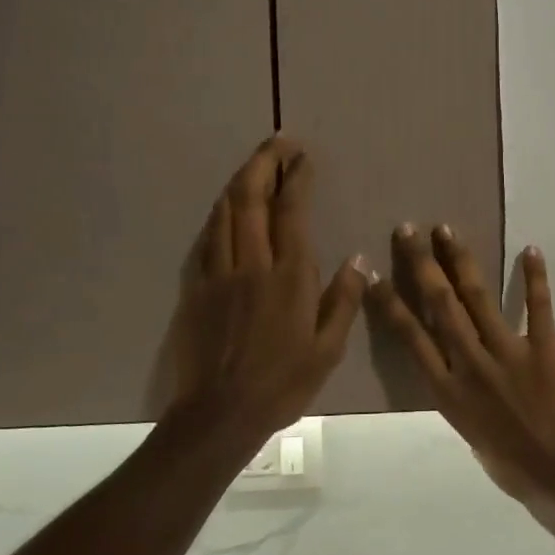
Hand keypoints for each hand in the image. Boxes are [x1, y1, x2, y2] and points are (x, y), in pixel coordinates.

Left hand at [158, 137, 368, 447]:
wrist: (220, 412)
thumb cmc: (283, 383)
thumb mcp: (327, 348)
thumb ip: (342, 300)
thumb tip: (357, 259)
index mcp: (289, 277)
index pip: (291, 212)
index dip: (296, 178)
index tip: (303, 156)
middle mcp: (252, 264)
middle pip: (252, 199)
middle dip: (264, 164)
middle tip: (277, 142)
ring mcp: (219, 273)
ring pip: (225, 212)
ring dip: (240, 181)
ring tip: (254, 164)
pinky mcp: (196, 287)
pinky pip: (207, 237)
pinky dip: (219, 213)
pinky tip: (225, 207)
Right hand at [369, 224, 554, 503]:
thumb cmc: (509, 465)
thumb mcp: (466, 433)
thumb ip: (457, 396)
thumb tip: (453, 373)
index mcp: (447, 389)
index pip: (410, 336)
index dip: (390, 303)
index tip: (374, 274)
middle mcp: (470, 362)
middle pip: (440, 304)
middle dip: (422, 264)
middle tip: (409, 229)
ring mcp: (508, 352)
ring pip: (478, 297)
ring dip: (461, 260)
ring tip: (446, 229)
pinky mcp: (543, 348)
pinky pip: (538, 306)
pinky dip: (535, 277)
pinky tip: (531, 249)